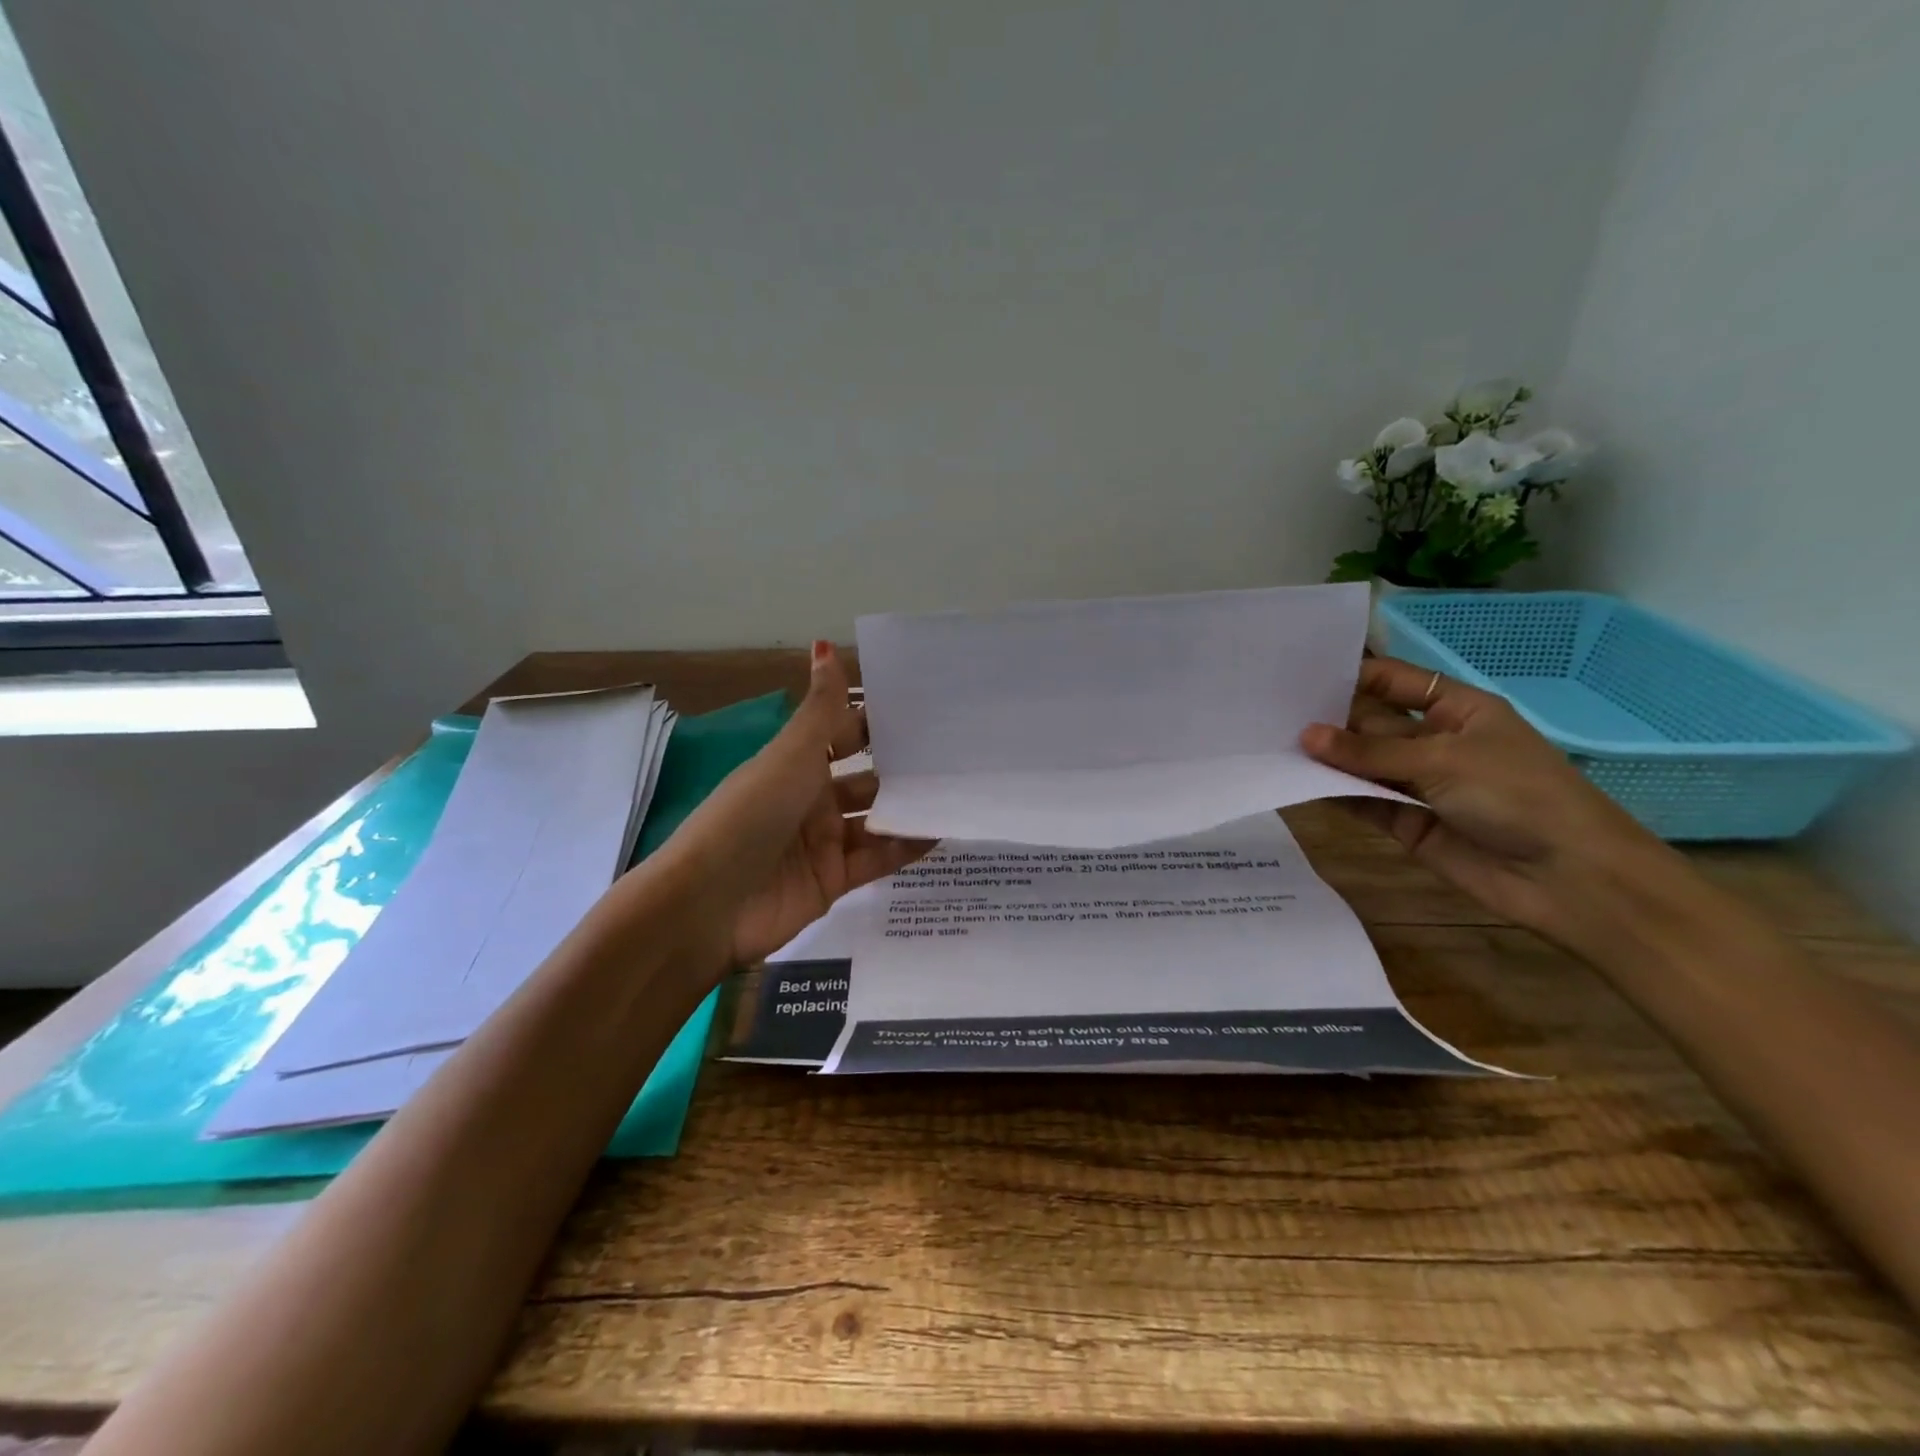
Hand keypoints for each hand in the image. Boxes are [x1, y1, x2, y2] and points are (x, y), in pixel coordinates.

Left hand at [664, 640, 930, 967]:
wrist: (710, 904)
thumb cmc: (751, 815)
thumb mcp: (791, 756)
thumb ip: (822, 710)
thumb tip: (825, 645)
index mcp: (796, 763)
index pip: (845, 734)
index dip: (879, 721)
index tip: (928, 707)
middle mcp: (811, 798)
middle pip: (866, 777)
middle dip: (903, 767)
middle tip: (958, 753)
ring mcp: (824, 841)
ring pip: (876, 818)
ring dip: (909, 807)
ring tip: (959, 791)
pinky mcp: (834, 879)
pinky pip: (878, 858)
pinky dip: (906, 847)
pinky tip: (941, 832)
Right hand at [1301, 656, 1692, 955]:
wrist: (1567, 878)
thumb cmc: (1517, 795)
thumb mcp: (1443, 760)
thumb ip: (1370, 752)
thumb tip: (1305, 736)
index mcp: (1457, 710)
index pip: (1394, 682)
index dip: (1352, 677)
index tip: (1298, 677)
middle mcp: (1434, 741)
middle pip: (1371, 723)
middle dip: (1328, 719)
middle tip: (1270, 713)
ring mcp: (1419, 783)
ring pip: (1362, 764)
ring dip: (1326, 758)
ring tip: (1271, 745)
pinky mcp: (1406, 821)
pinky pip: (1363, 800)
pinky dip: (1334, 793)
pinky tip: (1296, 782)